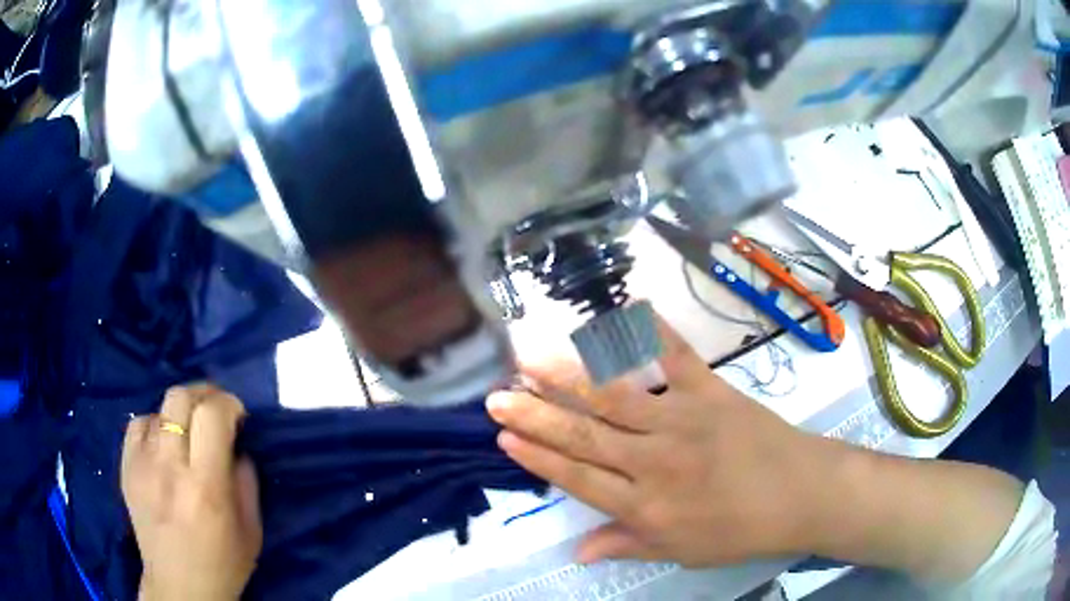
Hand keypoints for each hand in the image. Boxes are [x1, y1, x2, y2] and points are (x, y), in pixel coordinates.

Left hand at [121, 385, 261, 600]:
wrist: (178, 586)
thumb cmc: (223, 564)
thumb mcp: (251, 530)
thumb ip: (246, 481)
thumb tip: (237, 445)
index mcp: (205, 486)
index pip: (212, 415)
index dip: (229, 404)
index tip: (238, 416)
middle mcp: (169, 467)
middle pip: (180, 397)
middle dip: (204, 394)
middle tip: (215, 411)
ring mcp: (141, 465)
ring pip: (159, 408)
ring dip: (181, 413)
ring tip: (189, 433)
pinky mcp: (126, 468)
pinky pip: (138, 424)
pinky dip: (155, 425)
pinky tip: (163, 445)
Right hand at [487, 315, 838, 567]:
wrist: (800, 495)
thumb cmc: (740, 530)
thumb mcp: (681, 551)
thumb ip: (627, 544)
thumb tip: (576, 551)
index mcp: (646, 505)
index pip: (579, 478)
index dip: (539, 457)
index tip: (504, 437)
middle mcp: (654, 461)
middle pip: (584, 436)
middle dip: (535, 416)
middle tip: (496, 397)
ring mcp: (682, 420)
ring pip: (615, 396)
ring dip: (569, 377)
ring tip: (530, 358)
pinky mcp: (711, 392)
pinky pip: (677, 359)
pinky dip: (653, 332)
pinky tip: (627, 309)